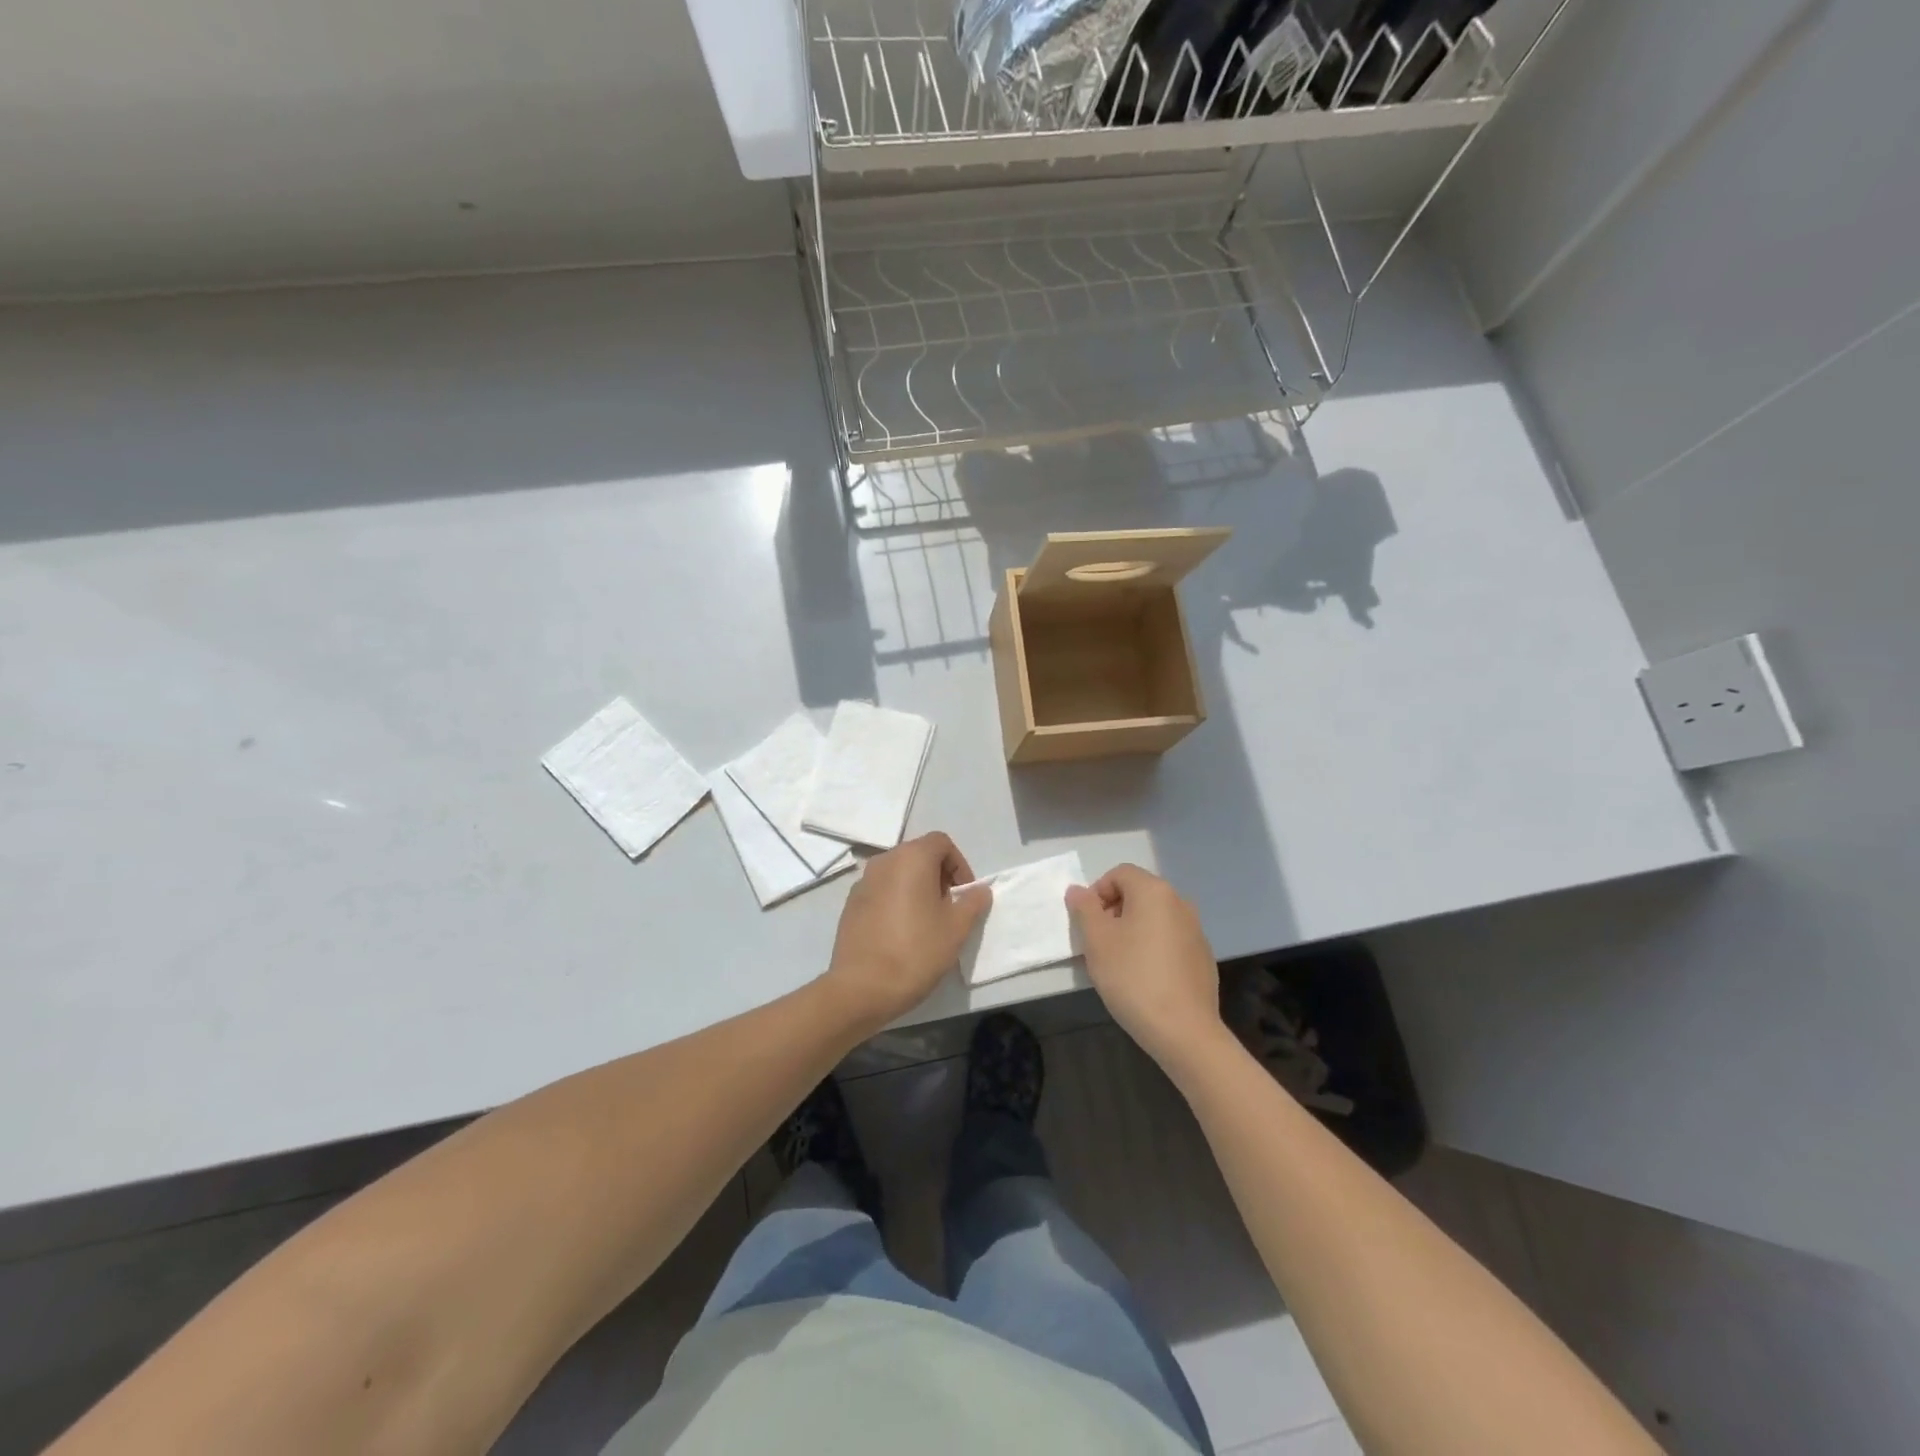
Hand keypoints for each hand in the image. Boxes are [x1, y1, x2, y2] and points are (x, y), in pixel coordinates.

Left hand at [823, 832, 991, 1030]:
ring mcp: (862, 882)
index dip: (959, 865)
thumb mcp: (956, 928)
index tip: (964, 895)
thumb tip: (980, 889)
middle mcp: (884, 861)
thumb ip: (972, 902)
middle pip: (918, 855)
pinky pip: (881, 891)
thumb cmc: (916, 951)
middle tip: (949, 909)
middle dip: (939, 876)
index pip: (942, 843)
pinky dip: (896, 901)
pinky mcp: (850, 905)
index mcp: (911, 858)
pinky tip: (901, 933)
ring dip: (917, 888)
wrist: (861, 988)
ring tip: (926, 923)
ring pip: (898, 874)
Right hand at [1067, 864, 1226, 1074]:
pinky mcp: (1202, 956)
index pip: (1119, 874)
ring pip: (1153, 918)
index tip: (1088, 924)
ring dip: (1132, 931)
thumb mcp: (1096, 941)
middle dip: (1113, 912)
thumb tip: (1078, 890)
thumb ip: (1084, 908)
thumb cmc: (1133, 977)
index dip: (1097, 893)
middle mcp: (1180, 902)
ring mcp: (1196, 930)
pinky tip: (1144, 979)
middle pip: (1138, 894)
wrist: (1184, 1031)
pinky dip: (1152, 948)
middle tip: (1098, 944)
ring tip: (1118, 964)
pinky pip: (1169, 940)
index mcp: (1154, 891)